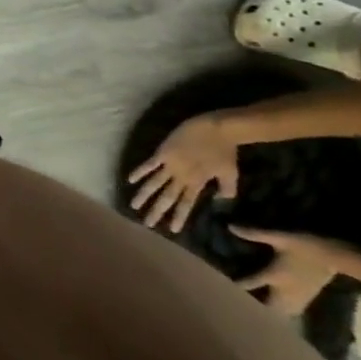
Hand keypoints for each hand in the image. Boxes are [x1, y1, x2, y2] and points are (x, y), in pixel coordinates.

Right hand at [127, 115, 239, 231]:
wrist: (217, 129)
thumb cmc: (225, 151)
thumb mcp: (231, 173)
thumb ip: (226, 189)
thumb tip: (219, 200)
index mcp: (197, 183)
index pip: (186, 203)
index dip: (179, 216)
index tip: (171, 230)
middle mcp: (180, 176)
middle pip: (166, 197)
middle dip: (157, 211)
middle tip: (147, 224)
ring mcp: (170, 164)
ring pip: (154, 183)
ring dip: (144, 195)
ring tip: (133, 205)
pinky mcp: (163, 153)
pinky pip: (149, 164)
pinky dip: (139, 172)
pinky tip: (130, 180)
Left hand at [229, 226, 351, 317]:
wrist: (340, 257)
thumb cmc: (308, 246)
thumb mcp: (281, 237)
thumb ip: (255, 233)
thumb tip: (230, 226)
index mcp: (275, 275)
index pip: (250, 283)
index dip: (235, 285)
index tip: (219, 287)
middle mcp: (286, 290)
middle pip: (267, 306)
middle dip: (253, 307)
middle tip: (236, 305)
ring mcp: (299, 297)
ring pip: (281, 312)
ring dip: (268, 312)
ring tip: (252, 310)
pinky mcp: (308, 298)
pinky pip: (292, 311)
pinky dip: (281, 312)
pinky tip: (273, 309)